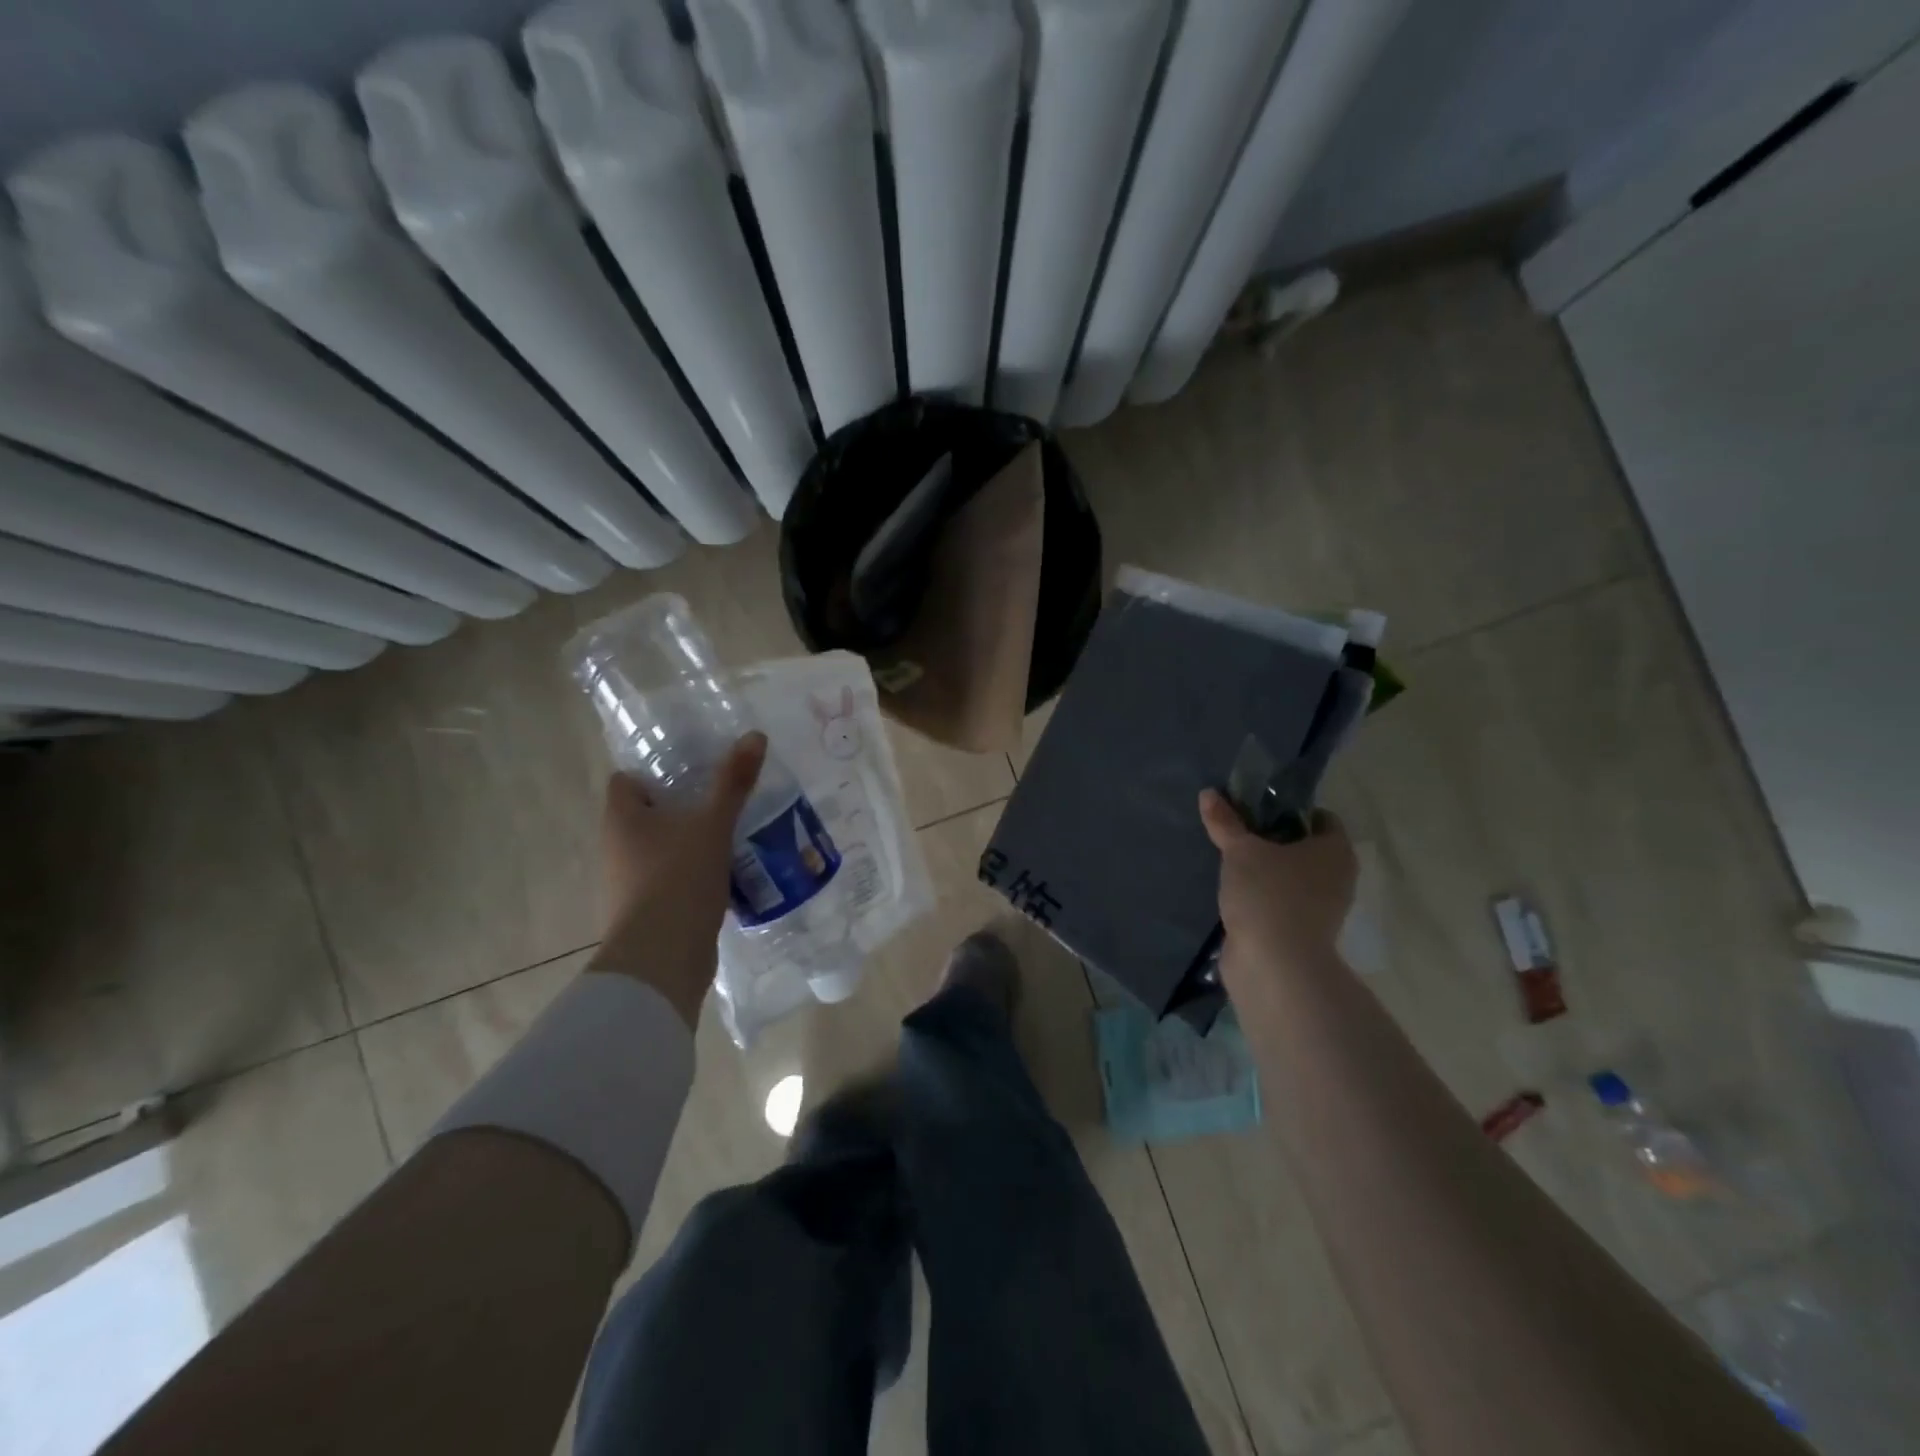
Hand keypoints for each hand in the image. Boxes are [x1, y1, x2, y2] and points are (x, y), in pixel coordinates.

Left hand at [591, 732, 767, 1027]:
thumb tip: (755, 735)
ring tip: (732, 832)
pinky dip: (695, 872)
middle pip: (647, 814)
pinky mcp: (649, 910)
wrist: (662, 958)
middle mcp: (618, 847)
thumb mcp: (712, 824)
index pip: (626, 780)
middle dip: (682, 806)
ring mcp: (630, 882)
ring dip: (691, 841)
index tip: (693, 769)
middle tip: (723, 797)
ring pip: (662, 848)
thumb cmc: (678, 878)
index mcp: (622, 818)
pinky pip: (673, 878)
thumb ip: (733, 782)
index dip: (654, 771)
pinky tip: (729, 871)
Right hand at [1198, 789, 1357, 991]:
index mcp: (1335, 850)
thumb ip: (1225, 822)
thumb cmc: (1268, 895)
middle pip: (1304, 848)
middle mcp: (1337, 877)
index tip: (1255, 809)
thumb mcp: (1240, 851)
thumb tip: (1208, 793)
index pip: (1320, 818)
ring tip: (1229, 861)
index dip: (1289, 810)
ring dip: (1265, 871)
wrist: (1274, 966)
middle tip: (1237, 832)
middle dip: (1272, 841)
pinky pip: (1281, 903)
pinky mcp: (1302, 933)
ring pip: (1291, 878)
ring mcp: (1322, 909)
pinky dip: (1261, 897)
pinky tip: (1233, 892)